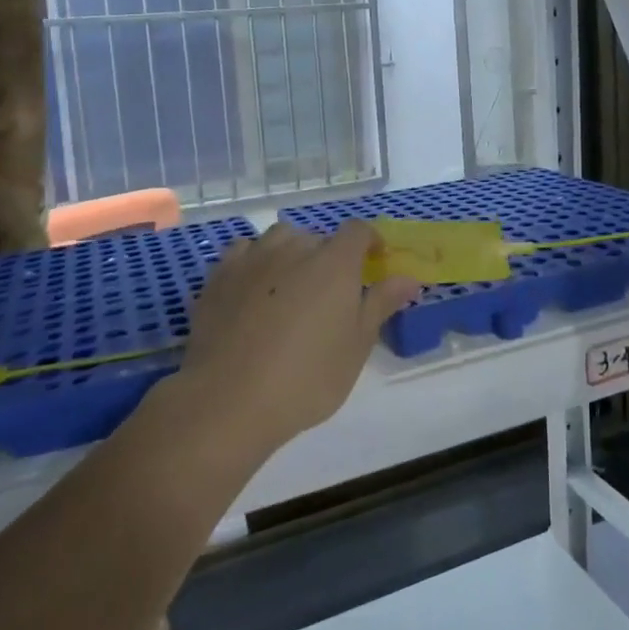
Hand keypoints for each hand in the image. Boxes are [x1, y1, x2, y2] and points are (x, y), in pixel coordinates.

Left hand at [175, 222, 420, 454]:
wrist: (229, 399)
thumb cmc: (307, 377)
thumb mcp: (357, 345)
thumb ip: (381, 303)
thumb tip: (408, 278)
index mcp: (334, 262)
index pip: (358, 230)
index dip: (369, 242)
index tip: (374, 262)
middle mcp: (294, 248)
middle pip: (318, 237)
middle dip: (329, 257)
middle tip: (330, 295)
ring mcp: (253, 258)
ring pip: (279, 239)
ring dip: (291, 253)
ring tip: (292, 287)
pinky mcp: (219, 275)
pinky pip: (244, 252)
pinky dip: (255, 262)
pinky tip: (254, 289)